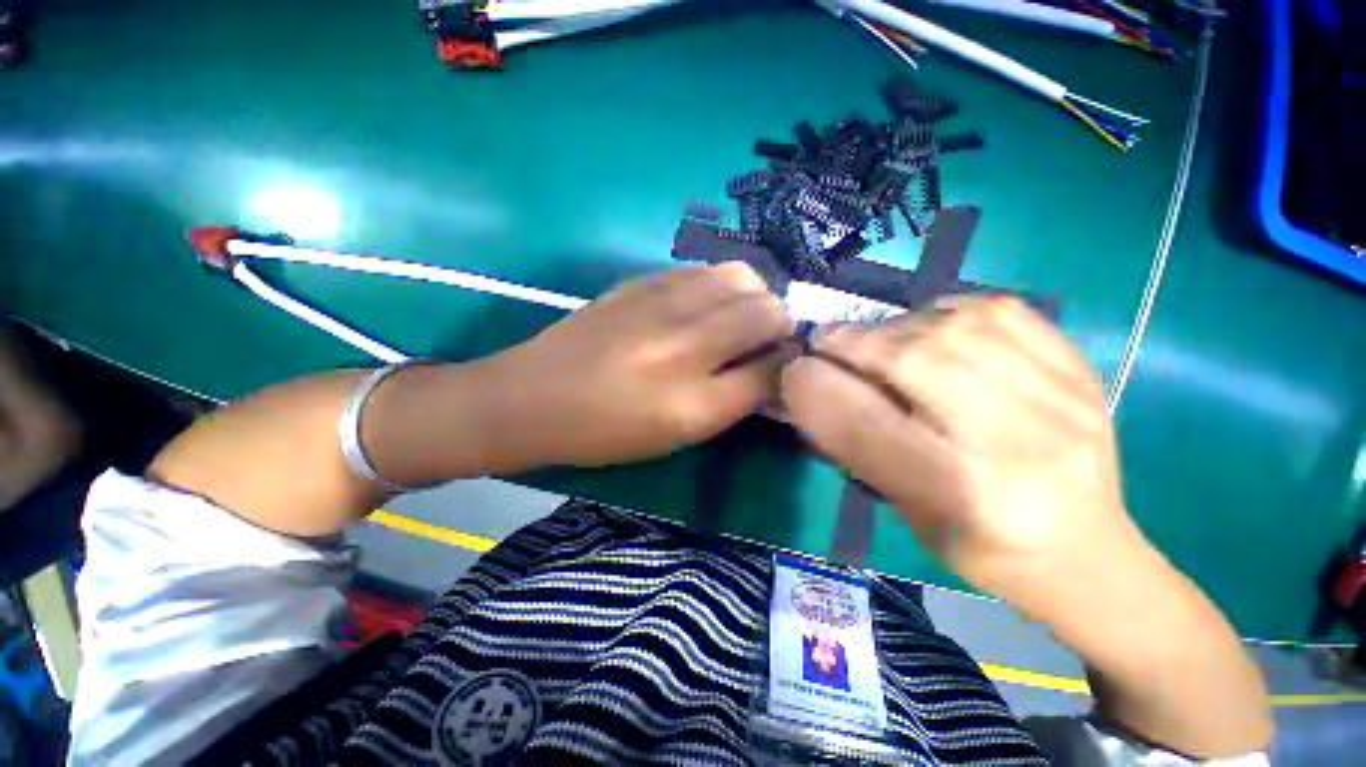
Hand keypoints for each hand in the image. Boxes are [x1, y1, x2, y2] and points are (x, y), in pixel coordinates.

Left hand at [485, 262, 793, 467]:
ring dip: (755, 296)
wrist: (532, 397)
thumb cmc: (605, 432)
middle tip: (768, 337)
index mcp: (693, 405)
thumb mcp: (675, 437)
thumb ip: (731, 402)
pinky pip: (703, 271)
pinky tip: (704, 304)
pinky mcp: (640, 281)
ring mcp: (660, 306)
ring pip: (742, 278)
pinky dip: (719, 286)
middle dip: (780, 324)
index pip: (772, 372)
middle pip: (766, 314)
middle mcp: (684, 349)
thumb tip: (771, 370)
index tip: (789, 363)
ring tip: (740, 315)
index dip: (789, 365)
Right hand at [781, 297, 1142, 611]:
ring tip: (879, 338)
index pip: (867, 425)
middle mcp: (1018, 449)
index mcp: (966, 501)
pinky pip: (1005, 312)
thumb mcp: (906, 513)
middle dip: (856, 343)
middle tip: (828, 340)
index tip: (795, 368)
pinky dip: (952, 309)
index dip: (820, 386)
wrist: (1088, 554)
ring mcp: (1063, 403)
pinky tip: (934, 325)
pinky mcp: (1083, 373)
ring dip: (897, 325)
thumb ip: (859, 447)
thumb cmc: (981, 549)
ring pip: (957, 329)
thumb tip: (815, 385)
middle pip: (916, 363)